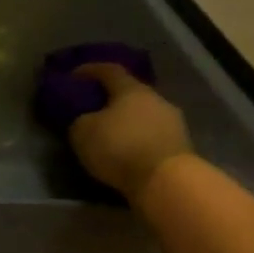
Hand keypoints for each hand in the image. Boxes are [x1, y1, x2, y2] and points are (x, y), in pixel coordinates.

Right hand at [66, 64, 192, 200]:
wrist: (167, 182)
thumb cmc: (120, 147)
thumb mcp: (83, 132)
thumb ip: (80, 119)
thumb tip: (85, 119)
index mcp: (132, 89)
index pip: (109, 70)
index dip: (90, 70)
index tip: (73, 76)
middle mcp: (156, 99)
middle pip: (130, 93)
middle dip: (110, 99)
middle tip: (92, 108)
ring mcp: (173, 123)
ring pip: (143, 115)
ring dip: (126, 122)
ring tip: (109, 134)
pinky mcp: (180, 147)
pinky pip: (151, 136)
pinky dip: (137, 139)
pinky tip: (125, 151)